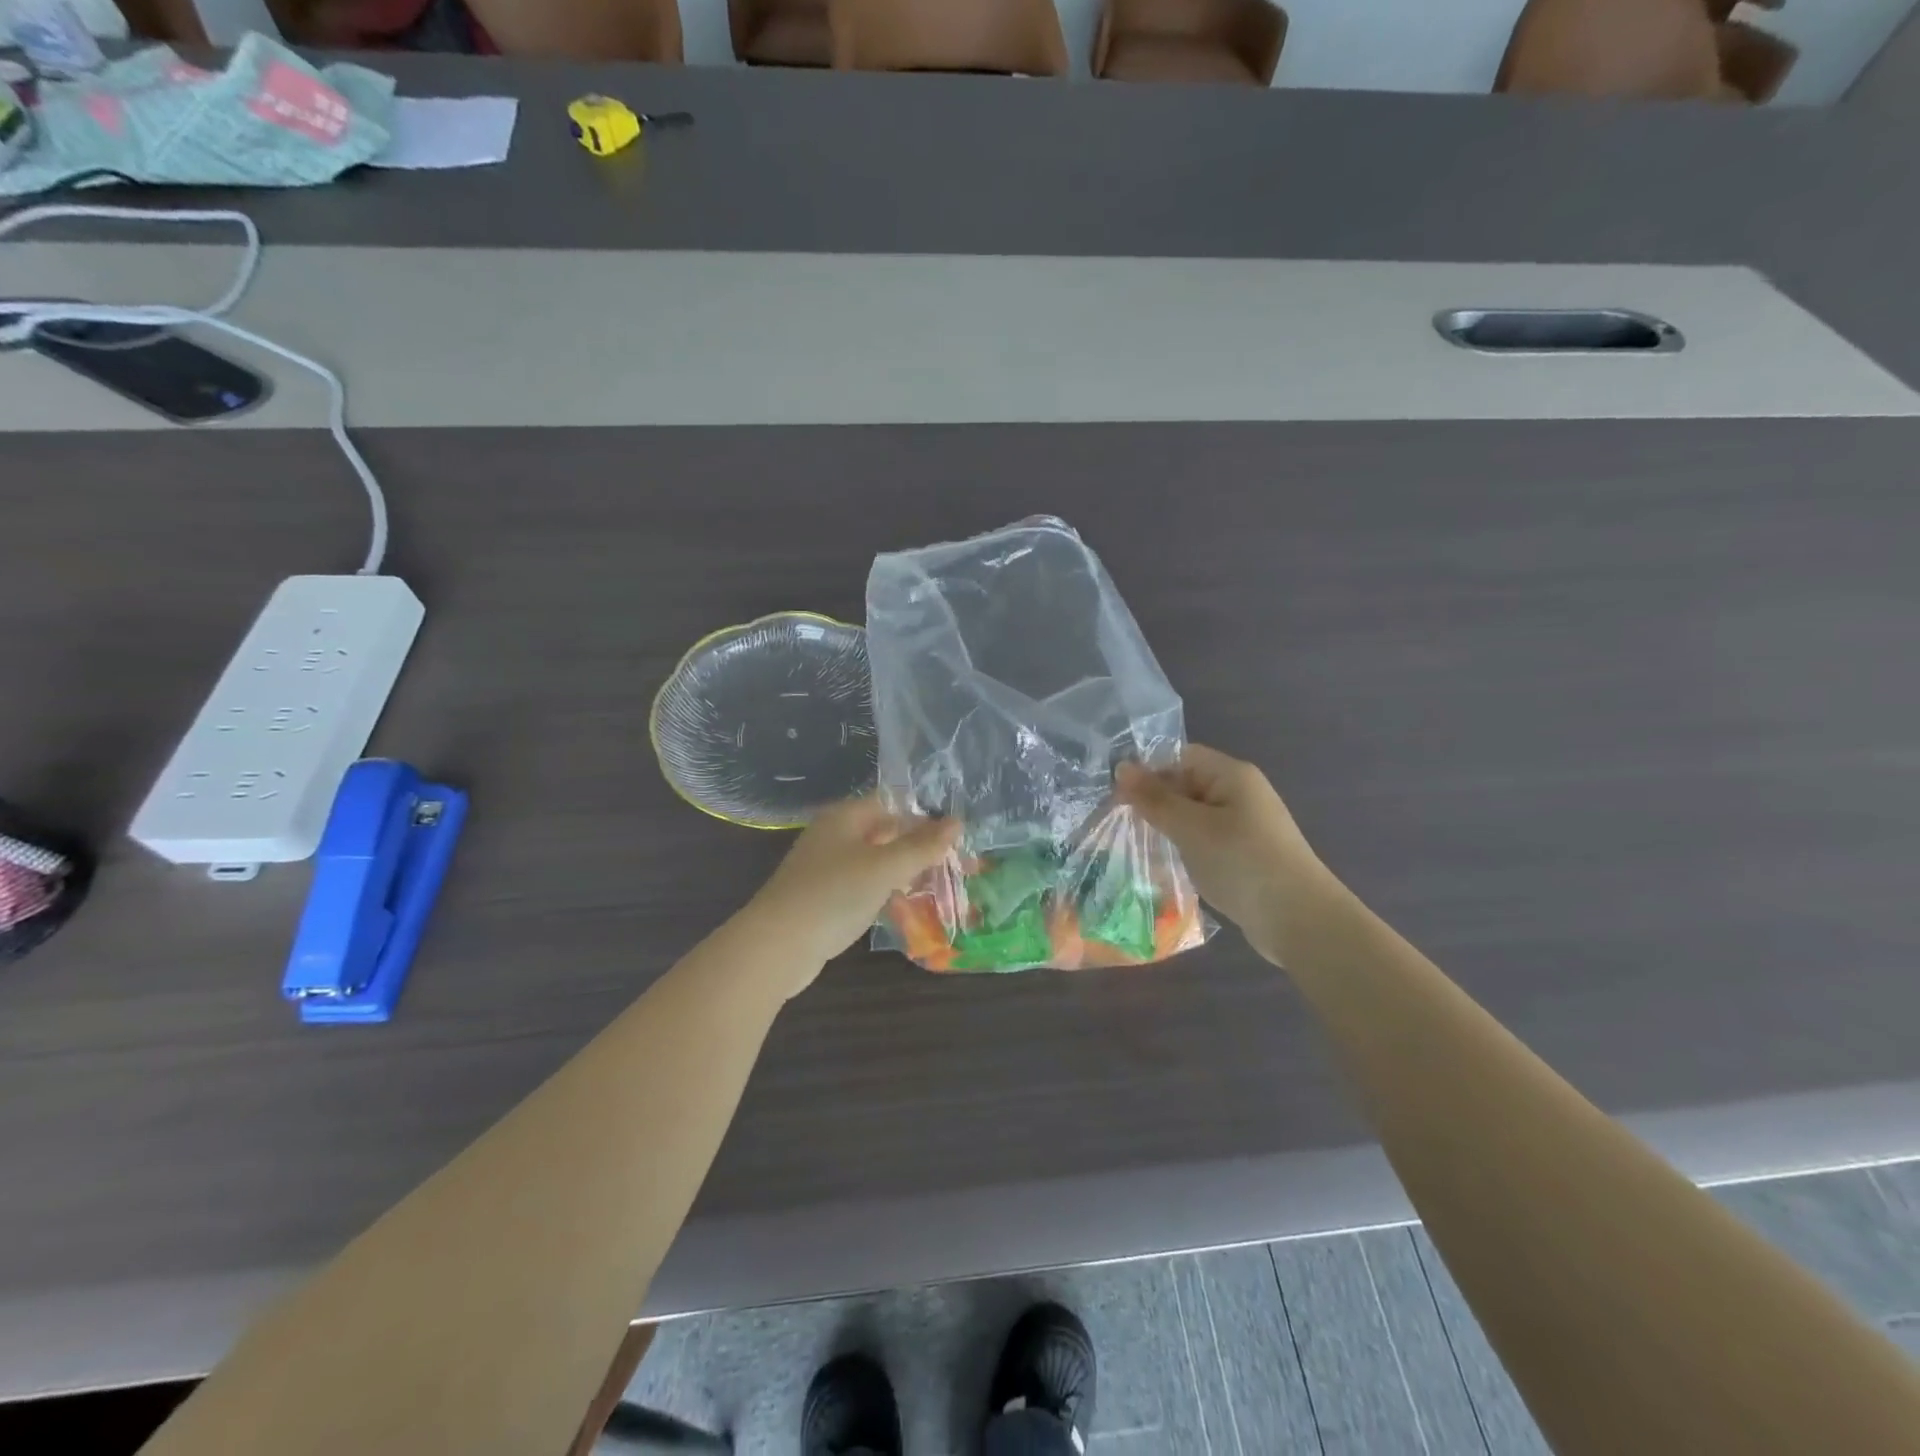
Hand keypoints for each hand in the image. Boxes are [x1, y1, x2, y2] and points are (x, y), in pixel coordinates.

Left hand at [746, 797, 959, 981]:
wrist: (777, 946)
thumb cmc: (834, 894)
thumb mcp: (885, 867)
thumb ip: (922, 846)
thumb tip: (957, 822)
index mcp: (845, 816)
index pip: (893, 803)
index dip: (925, 816)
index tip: (959, 835)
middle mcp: (835, 835)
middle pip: (886, 832)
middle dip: (920, 847)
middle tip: (959, 864)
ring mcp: (827, 867)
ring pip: (876, 862)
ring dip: (906, 872)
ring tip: (941, 886)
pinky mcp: (825, 897)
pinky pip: (864, 886)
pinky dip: (886, 892)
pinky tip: (906, 906)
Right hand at [1117, 745, 1333, 964]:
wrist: (1299, 920)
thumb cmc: (1241, 862)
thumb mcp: (1191, 827)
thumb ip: (1155, 799)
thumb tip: (1121, 768)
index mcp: (1232, 775)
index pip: (1180, 757)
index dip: (1148, 772)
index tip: (1118, 798)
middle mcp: (1240, 793)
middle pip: (1186, 785)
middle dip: (1154, 803)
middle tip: (1120, 826)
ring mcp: (1245, 826)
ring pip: (1193, 817)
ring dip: (1167, 830)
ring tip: (1136, 848)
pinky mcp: (1244, 855)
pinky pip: (1205, 842)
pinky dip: (1185, 850)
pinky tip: (1165, 868)